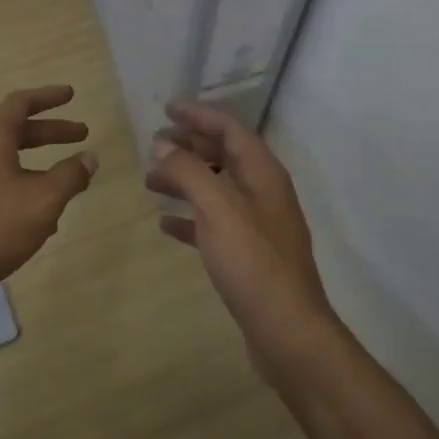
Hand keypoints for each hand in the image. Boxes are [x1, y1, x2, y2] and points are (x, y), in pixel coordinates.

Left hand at [0, 84, 97, 306]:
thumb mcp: (42, 202)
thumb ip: (69, 176)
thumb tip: (89, 157)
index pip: (21, 103)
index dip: (48, 97)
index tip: (71, 94)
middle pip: (15, 131)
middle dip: (50, 132)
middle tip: (81, 134)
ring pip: (5, 160)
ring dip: (37, 165)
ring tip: (65, 184)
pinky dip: (20, 187)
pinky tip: (37, 219)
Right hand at [146, 100, 340, 385]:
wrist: (287, 331)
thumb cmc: (253, 263)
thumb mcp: (219, 209)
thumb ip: (190, 172)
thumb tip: (163, 144)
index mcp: (262, 174)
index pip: (230, 128)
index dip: (199, 115)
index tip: (166, 108)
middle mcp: (262, 193)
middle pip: (223, 155)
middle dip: (189, 146)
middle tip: (153, 144)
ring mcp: (257, 225)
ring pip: (216, 189)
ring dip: (185, 180)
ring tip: (150, 181)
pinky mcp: (247, 254)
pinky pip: (213, 223)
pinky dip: (189, 217)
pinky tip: (165, 224)